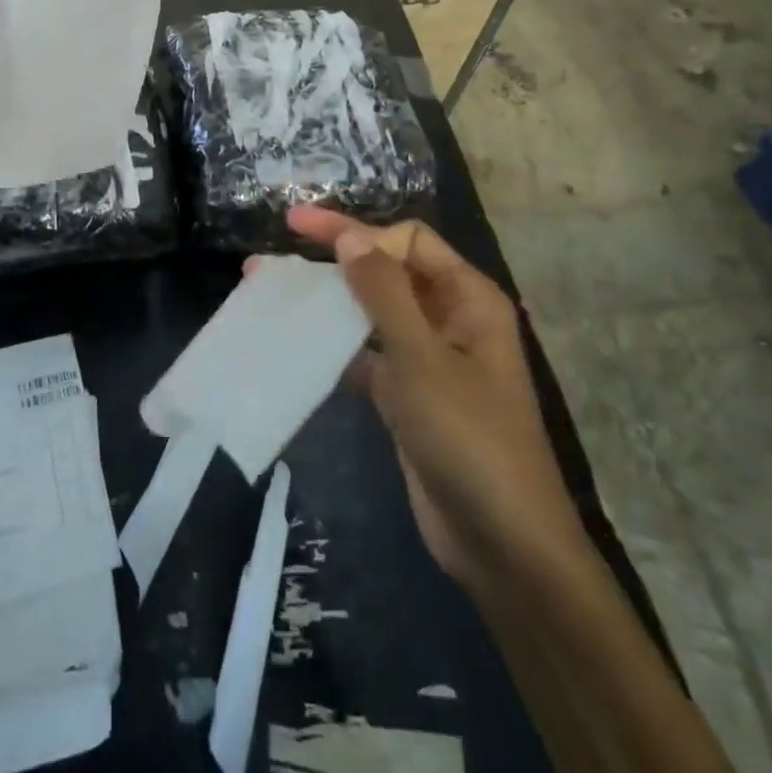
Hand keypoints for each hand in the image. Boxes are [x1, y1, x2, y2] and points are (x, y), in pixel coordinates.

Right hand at [285, 206, 582, 589]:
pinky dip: (332, 347)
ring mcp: (427, 359)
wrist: (501, 542)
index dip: (356, 230)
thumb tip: (351, 235)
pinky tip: (292, 343)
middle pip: (386, 272)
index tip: (299, 230)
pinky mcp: (407, 394)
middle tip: (270, 260)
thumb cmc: (469, 437)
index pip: (406, 241)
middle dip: (332, 262)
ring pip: (370, 314)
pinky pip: (365, 355)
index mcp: (467, 298)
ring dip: (325, 304)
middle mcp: (449, 319)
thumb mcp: (423, 358)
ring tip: (270, 295)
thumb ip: (383, 293)